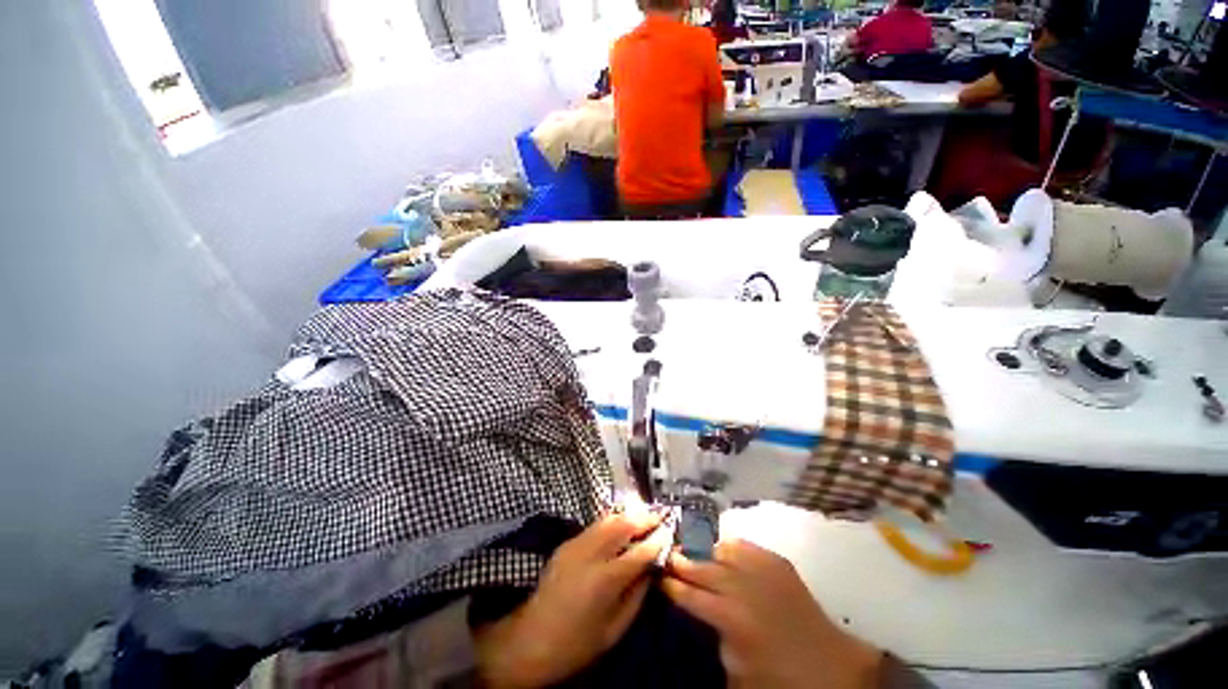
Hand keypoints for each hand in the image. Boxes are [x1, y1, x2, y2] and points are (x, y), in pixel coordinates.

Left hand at [474, 512, 663, 687]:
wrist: (530, 640)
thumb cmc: (576, 644)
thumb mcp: (614, 629)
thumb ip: (637, 595)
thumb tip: (652, 568)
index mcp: (605, 580)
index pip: (639, 551)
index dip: (657, 539)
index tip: (671, 531)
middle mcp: (591, 554)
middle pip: (623, 525)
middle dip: (644, 517)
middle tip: (661, 515)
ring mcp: (576, 544)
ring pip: (608, 519)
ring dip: (629, 514)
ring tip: (644, 514)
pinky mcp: (567, 543)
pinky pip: (595, 525)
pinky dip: (612, 520)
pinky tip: (621, 523)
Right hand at [663, 539, 881, 688]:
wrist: (830, 666)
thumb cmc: (780, 675)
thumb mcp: (737, 668)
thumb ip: (714, 635)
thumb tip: (700, 608)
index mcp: (730, 618)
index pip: (689, 595)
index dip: (672, 585)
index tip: (659, 577)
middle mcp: (742, 587)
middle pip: (701, 566)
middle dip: (682, 561)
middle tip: (669, 555)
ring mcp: (761, 569)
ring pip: (721, 549)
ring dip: (705, 551)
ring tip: (694, 551)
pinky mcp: (777, 561)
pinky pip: (745, 545)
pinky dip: (731, 546)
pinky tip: (724, 550)